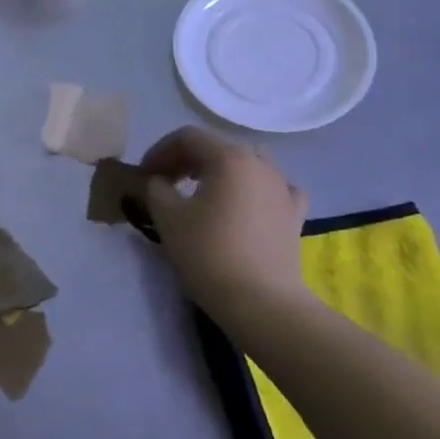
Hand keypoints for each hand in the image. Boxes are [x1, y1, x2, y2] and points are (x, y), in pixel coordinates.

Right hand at [141, 126, 310, 319]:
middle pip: (218, 147)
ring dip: (221, 170)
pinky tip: (248, 203)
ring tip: (204, 191)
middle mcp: (260, 164)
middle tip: (166, 181)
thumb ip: (156, 188)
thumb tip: (159, 181)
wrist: (261, 301)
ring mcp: (282, 188)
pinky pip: (275, 188)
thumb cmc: (208, 253)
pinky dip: (256, 189)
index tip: (144, 173)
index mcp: (228, 158)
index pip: (188, 137)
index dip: (160, 150)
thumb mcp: (167, 217)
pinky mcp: (295, 214)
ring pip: (249, 163)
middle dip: (187, 159)